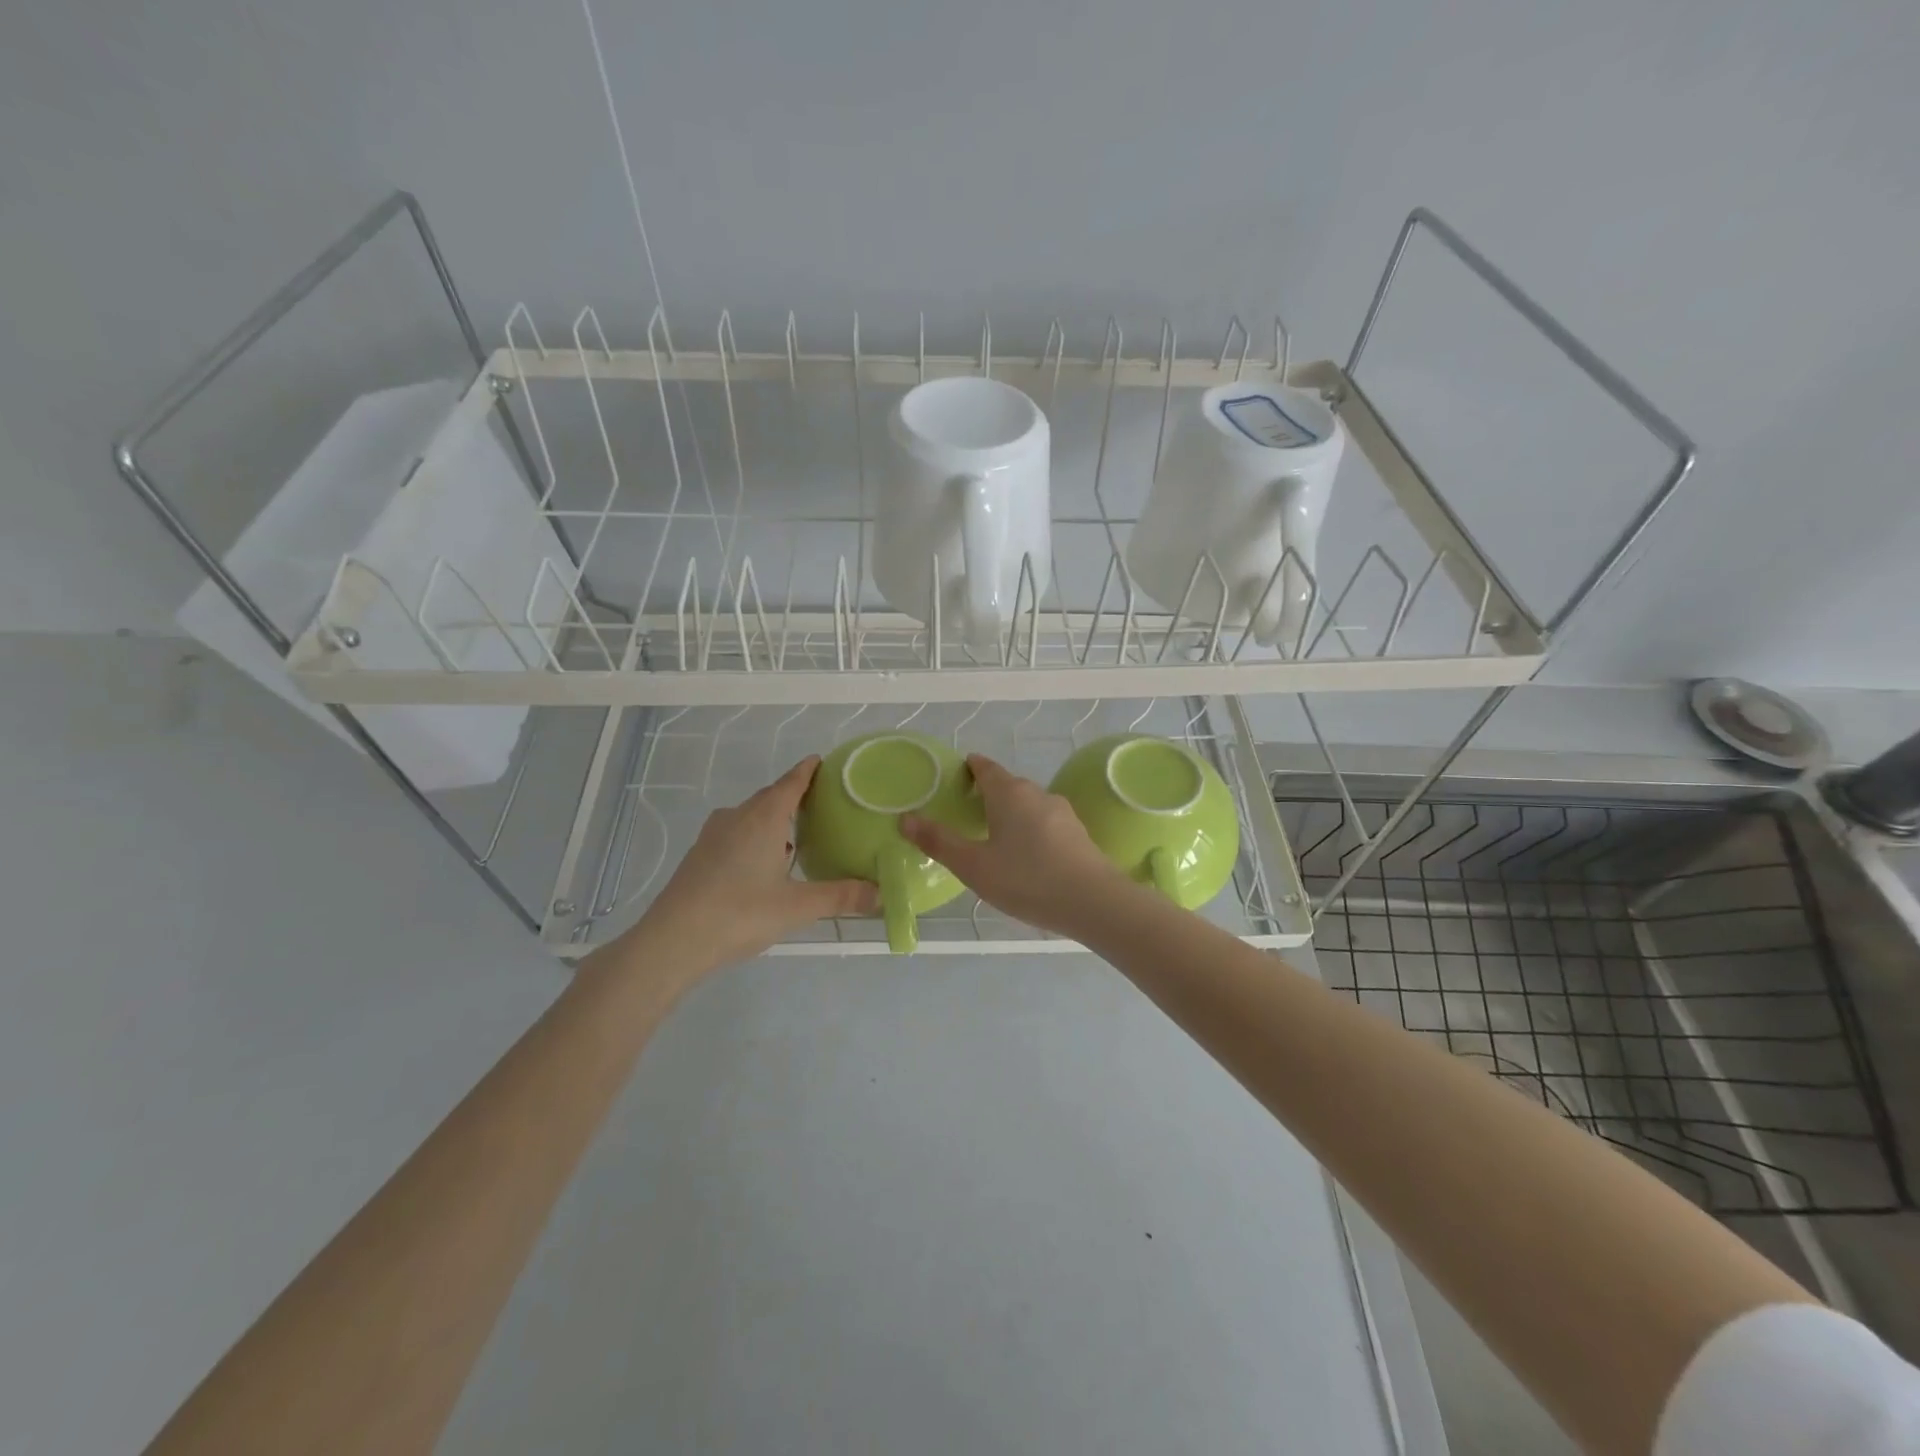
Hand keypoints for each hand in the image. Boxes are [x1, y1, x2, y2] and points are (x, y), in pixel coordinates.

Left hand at [628, 757, 877, 976]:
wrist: (672, 941)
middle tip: (822, 803)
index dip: (808, 771)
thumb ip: (841, 897)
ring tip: (797, 836)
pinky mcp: (700, 855)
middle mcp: (737, 817)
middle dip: (794, 795)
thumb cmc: (739, 913)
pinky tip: (765, 864)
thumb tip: (881, 894)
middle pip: (770, 797)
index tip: (822, 761)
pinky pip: (736, 833)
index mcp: (763, 818)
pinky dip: (755, 837)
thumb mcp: (798, 907)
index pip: (791, 782)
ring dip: (773, 819)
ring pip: (750, 816)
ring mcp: (714, 835)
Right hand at [901, 754, 1134, 938]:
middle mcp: (1037, 793)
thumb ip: (939, 842)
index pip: (986, 767)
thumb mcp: (974, 866)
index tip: (957, 775)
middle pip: (1008, 785)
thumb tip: (905, 819)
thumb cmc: (1027, 880)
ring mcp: (1062, 813)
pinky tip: (1026, 856)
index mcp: (1009, 793)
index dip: (970, 767)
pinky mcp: (1078, 834)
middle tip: (967, 812)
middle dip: (988, 793)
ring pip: (1028, 804)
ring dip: (1010, 813)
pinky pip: (1045, 823)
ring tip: (994, 837)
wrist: (1094, 902)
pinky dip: (1030, 830)